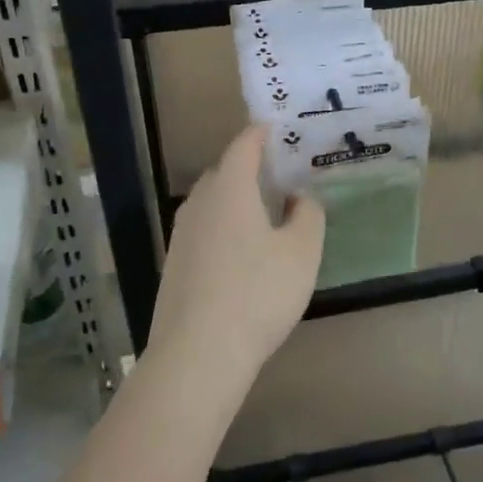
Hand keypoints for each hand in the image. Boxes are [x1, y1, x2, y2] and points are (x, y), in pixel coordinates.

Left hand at [148, 125, 324, 388]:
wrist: (198, 354)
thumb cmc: (258, 294)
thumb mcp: (301, 253)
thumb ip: (308, 216)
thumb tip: (300, 197)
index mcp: (229, 189)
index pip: (243, 146)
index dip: (261, 133)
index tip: (278, 127)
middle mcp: (199, 204)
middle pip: (224, 172)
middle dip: (250, 167)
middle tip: (281, 172)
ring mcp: (181, 236)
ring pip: (212, 204)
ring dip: (237, 199)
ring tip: (265, 210)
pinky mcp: (175, 266)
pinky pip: (205, 230)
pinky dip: (225, 226)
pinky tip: (243, 251)